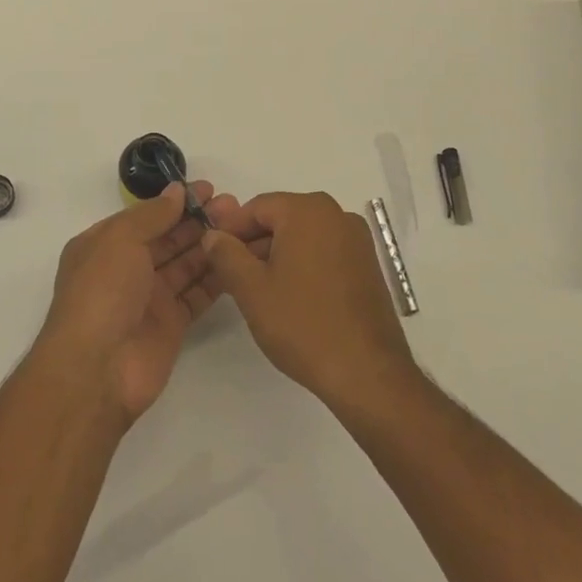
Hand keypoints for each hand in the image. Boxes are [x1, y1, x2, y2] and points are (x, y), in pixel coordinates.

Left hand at [37, 182, 237, 424]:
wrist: (97, 369)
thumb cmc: (101, 293)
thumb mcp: (119, 240)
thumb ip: (151, 214)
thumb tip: (176, 191)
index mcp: (104, 245)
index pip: (145, 216)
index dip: (175, 202)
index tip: (208, 189)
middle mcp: (127, 268)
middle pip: (168, 238)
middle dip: (197, 220)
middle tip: (233, 205)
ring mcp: (150, 297)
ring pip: (185, 264)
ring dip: (210, 244)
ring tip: (241, 226)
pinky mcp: (171, 324)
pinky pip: (197, 293)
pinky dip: (216, 277)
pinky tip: (238, 260)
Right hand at [201, 191, 415, 412]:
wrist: (368, 373)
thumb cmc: (303, 324)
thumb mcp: (252, 289)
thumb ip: (226, 255)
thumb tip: (213, 235)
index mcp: (307, 210)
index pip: (257, 207)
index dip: (231, 230)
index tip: (214, 256)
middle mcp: (336, 214)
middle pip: (282, 218)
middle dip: (254, 243)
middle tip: (233, 276)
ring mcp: (357, 240)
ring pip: (304, 236)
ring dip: (278, 255)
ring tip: (260, 290)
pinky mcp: (368, 265)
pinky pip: (325, 252)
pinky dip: (304, 265)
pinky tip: (292, 297)